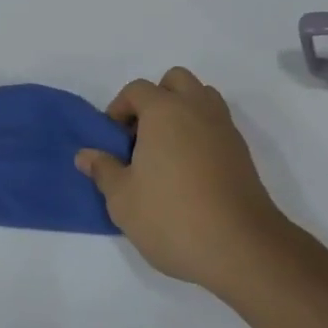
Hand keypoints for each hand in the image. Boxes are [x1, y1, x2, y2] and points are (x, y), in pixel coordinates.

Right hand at [75, 67, 287, 295]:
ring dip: (182, 111)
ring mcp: (224, 127)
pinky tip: (190, 170)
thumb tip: (86, 155)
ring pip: (201, 97)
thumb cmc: (172, 217)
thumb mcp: (123, 200)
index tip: (113, 141)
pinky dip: (201, 132)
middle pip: (175, 81)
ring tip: (167, 151)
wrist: (240, 246)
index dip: (119, 109)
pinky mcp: (241, 150)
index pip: (137, 90)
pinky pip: (216, 123)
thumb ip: (103, 170)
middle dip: (156, 99)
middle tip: (142, 136)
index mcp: (165, 110)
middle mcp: (197, 108)